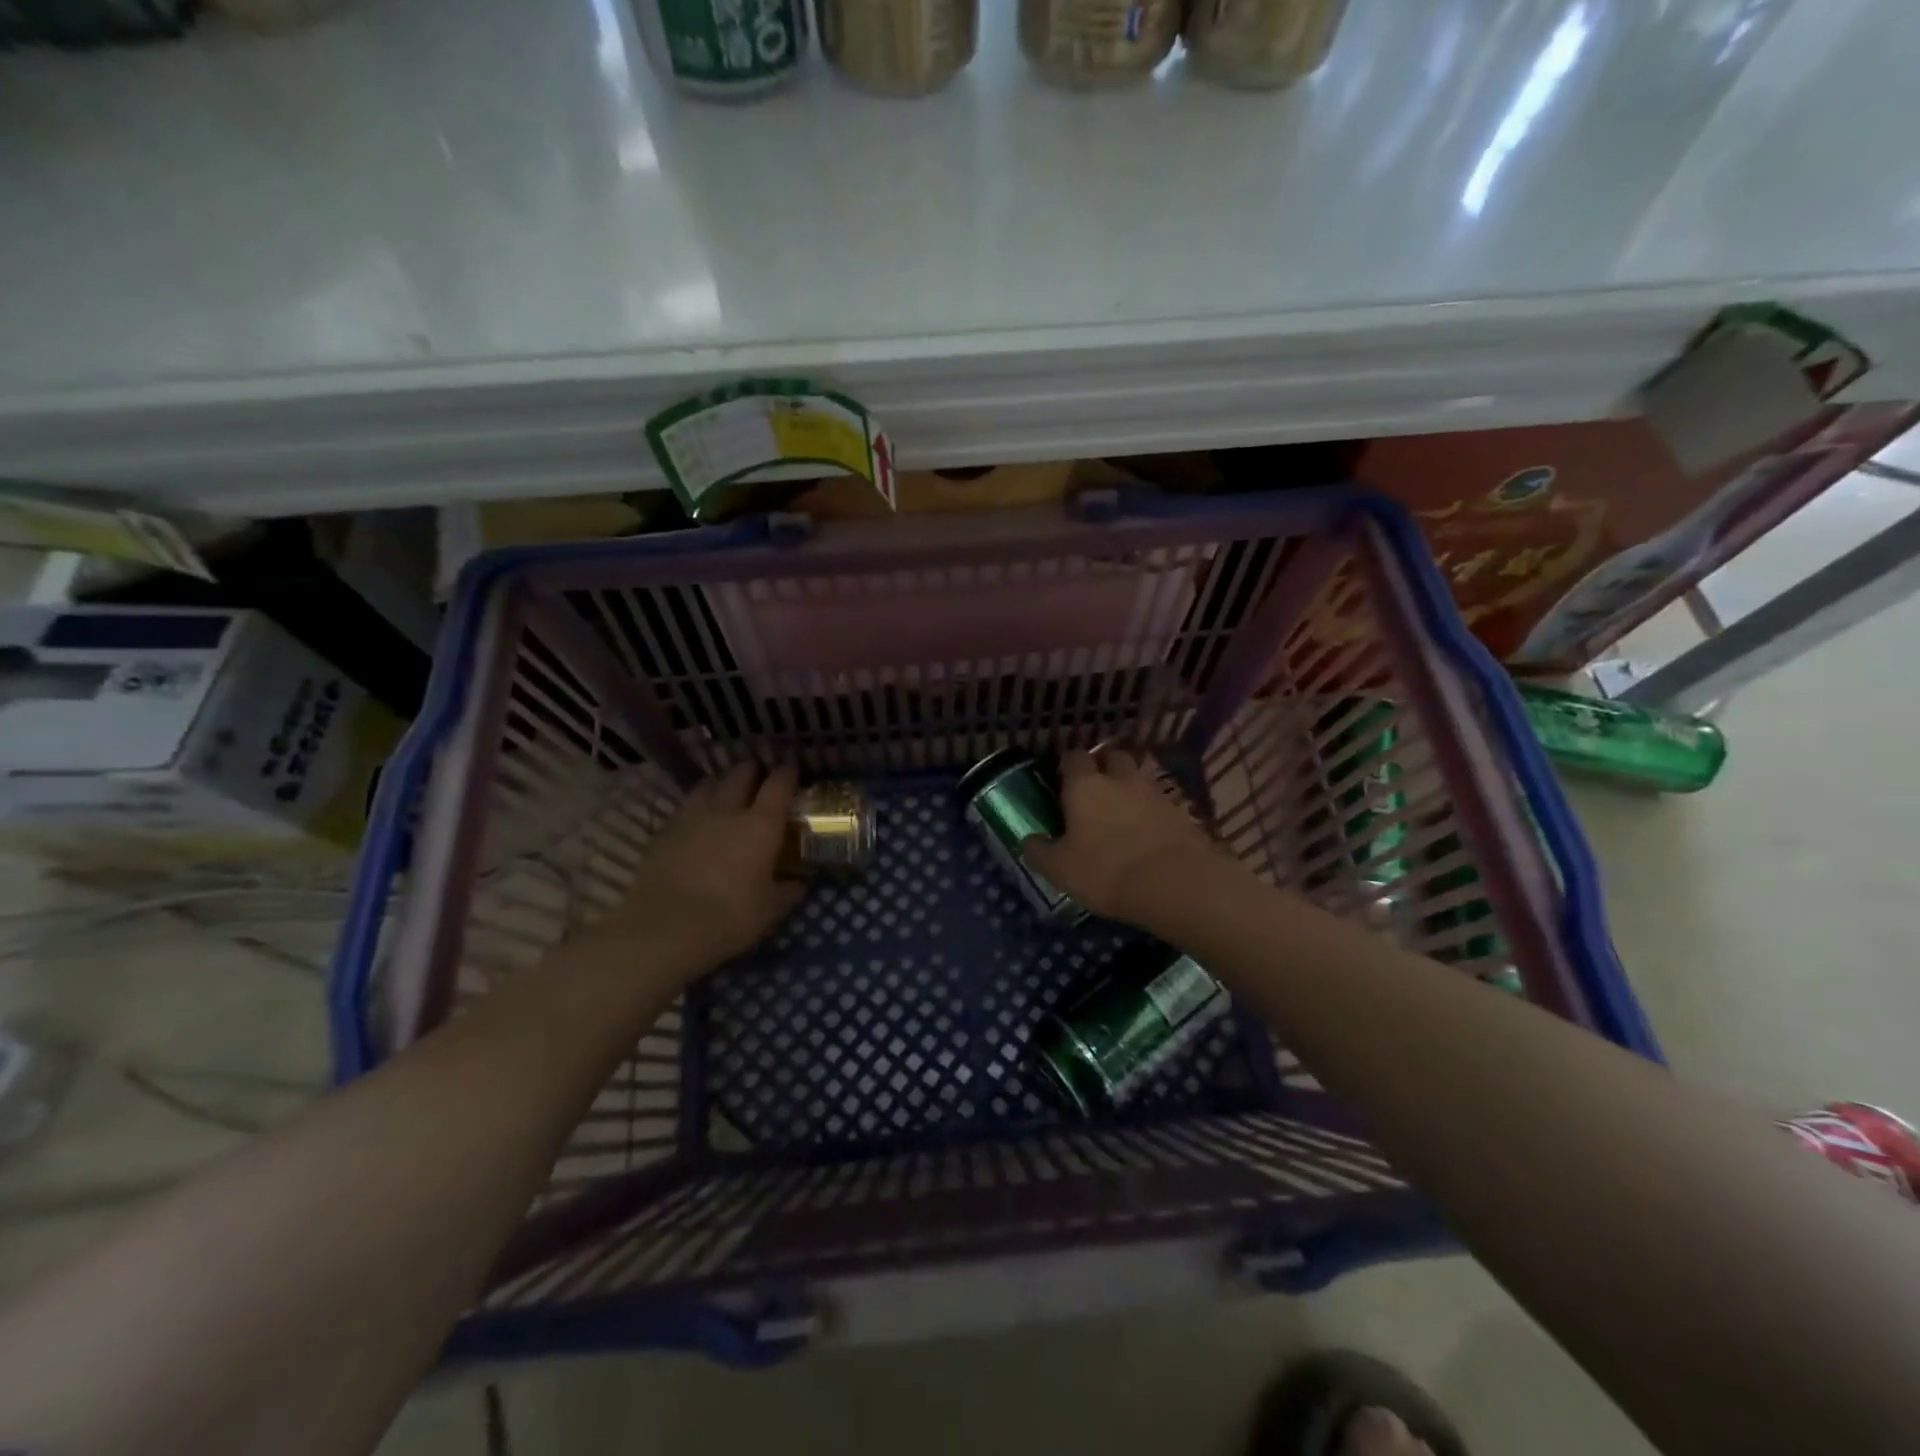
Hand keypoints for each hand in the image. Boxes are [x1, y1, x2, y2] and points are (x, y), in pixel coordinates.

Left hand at [597, 763, 804, 966]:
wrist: (664, 930)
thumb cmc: (729, 918)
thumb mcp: (770, 910)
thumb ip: (788, 890)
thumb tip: (800, 882)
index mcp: (761, 825)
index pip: (779, 784)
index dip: (787, 774)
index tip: (791, 772)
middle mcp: (727, 811)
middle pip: (741, 774)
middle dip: (752, 771)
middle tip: (758, 778)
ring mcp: (691, 818)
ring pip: (708, 785)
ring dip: (720, 784)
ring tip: (725, 794)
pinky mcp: (663, 832)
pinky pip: (683, 808)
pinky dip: (694, 809)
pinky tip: (696, 824)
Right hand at [1020, 749, 1228, 926]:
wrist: (1177, 884)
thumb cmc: (1107, 871)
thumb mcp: (1060, 870)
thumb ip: (1040, 852)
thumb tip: (1029, 841)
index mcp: (1085, 785)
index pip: (1073, 757)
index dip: (1067, 766)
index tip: (1062, 781)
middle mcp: (1120, 778)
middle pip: (1111, 756)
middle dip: (1103, 766)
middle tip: (1094, 789)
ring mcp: (1154, 792)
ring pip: (1138, 776)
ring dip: (1129, 786)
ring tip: (1121, 811)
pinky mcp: (1181, 811)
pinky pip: (1160, 801)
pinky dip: (1151, 810)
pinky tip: (1147, 831)